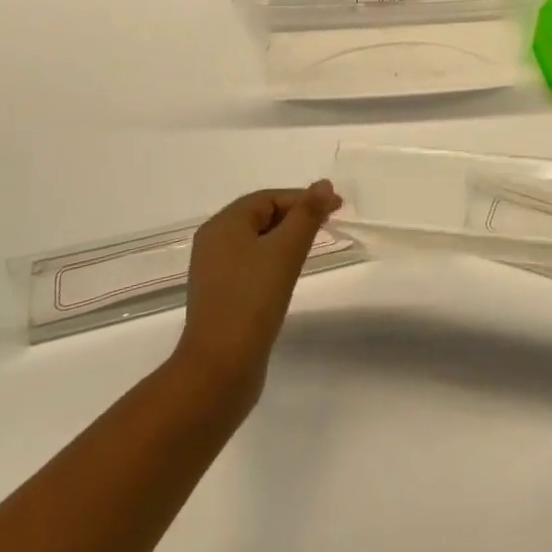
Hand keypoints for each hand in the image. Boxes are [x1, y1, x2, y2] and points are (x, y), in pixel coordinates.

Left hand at [173, 182, 341, 408]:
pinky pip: (250, 264)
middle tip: (329, 223)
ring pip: (256, 241)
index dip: (304, 198)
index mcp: (223, 225)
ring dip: (286, 237)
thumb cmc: (253, 300)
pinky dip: (273, 259)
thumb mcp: (286, 251)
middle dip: (296, 215)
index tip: (337, 207)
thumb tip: (324, 184)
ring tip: (313, 245)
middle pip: (260, 216)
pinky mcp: (220, 295)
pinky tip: (289, 273)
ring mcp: (214, 271)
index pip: (269, 198)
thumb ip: (307, 215)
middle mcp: (213, 242)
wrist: (220, 368)